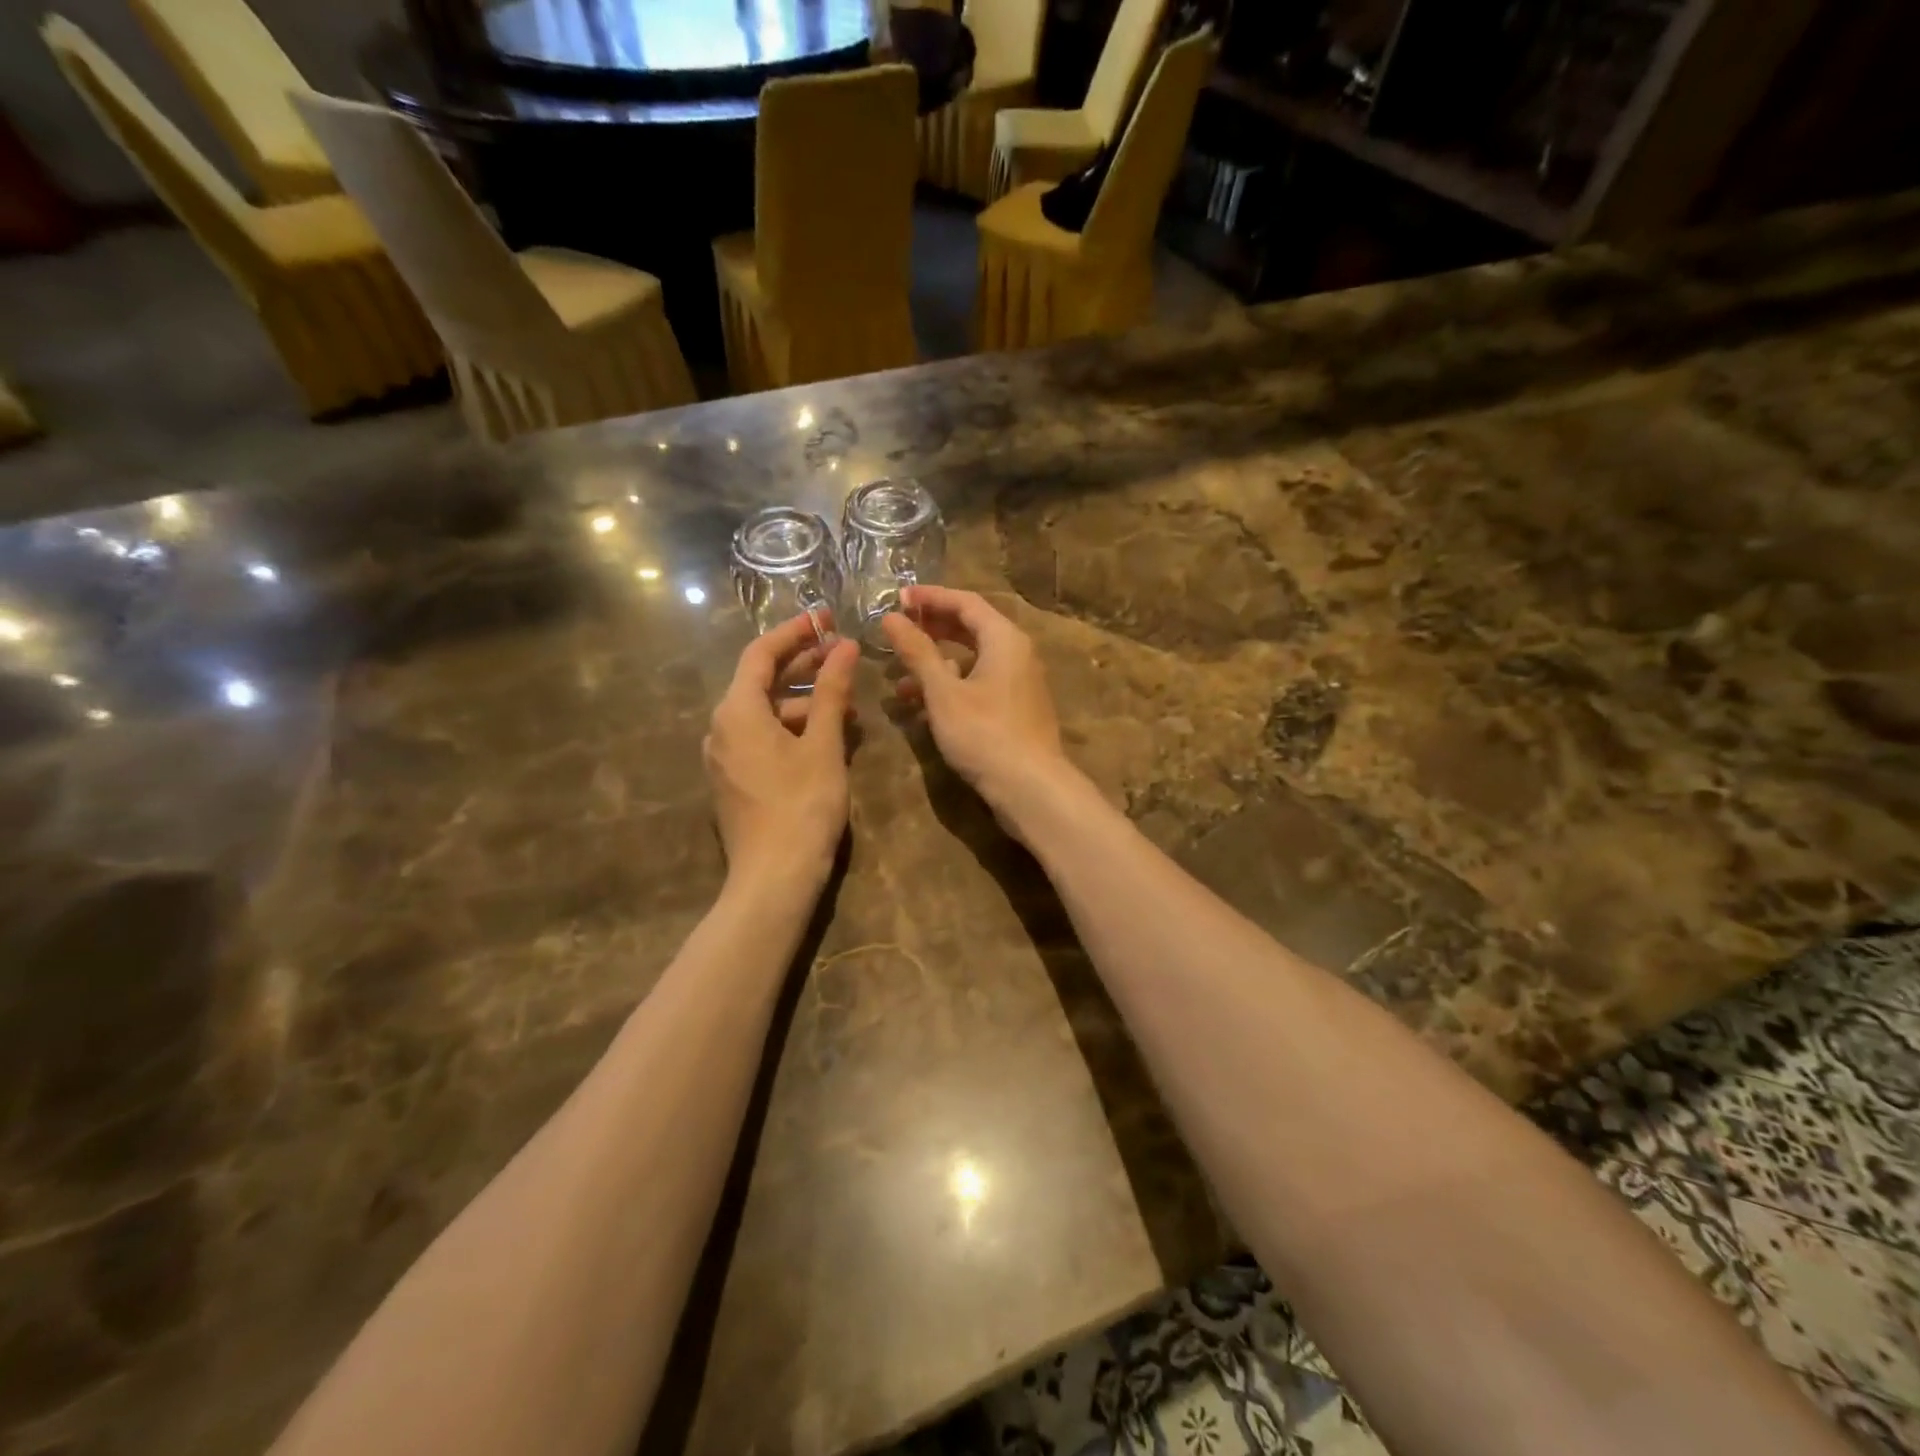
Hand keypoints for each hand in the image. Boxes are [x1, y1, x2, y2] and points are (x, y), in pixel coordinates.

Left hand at [704, 615, 858, 892]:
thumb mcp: (823, 744)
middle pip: (760, 682)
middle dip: (801, 666)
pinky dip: (791, 729)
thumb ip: (831, 691)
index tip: (825, 618)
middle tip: (841, 654)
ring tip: (846, 705)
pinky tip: (825, 738)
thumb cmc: (802, 805)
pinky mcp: (733, 781)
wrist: (774, 877)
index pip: (761, 654)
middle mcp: (721, 728)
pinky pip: (761, 739)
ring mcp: (723, 757)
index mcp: (737, 711)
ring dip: (802, 702)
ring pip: (764, 713)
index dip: (794, 632)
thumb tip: (843, 646)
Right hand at [881, 586, 1078, 828]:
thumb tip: (891, 619)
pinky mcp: (1015, 709)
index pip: (965, 602)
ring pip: (973, 660)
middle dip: (932, 628)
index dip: (930, 597)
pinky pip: (979, 683)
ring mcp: (1018, 683)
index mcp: (1005, 638)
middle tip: (897, 630)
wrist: (1030, 787)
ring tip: (899, 676)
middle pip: (971, 628)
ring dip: (936, 663)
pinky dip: (951, 686)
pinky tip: (923, 705)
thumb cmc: (984, 733)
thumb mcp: (943, 692)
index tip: (897, 598)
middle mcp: (1017, 653)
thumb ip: (917, 652)